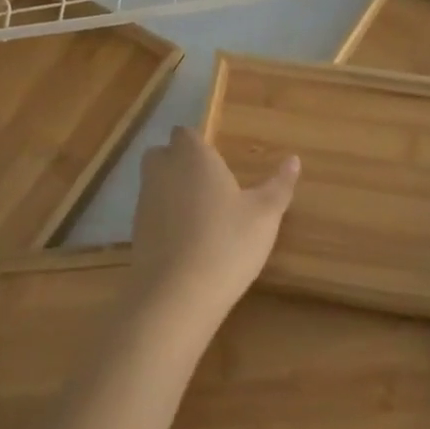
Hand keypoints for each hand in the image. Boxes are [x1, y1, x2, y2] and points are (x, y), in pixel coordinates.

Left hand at [127, 127, 299, 324]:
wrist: (177, 294)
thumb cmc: (227, 242)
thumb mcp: (265, 215)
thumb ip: (279, 185)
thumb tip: (294, 160)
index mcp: (193, 157)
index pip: (186, 133)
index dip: (199, 144)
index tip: (218, 162)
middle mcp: (163, 171)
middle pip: (163, 153)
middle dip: (179, 162)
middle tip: (209, 184)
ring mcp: (144, 201)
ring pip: (155, 183)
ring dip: (172, 191)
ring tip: (202, 215)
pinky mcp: (135, 232)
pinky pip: (152, 213)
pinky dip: (165, 219)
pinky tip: (187, 240)